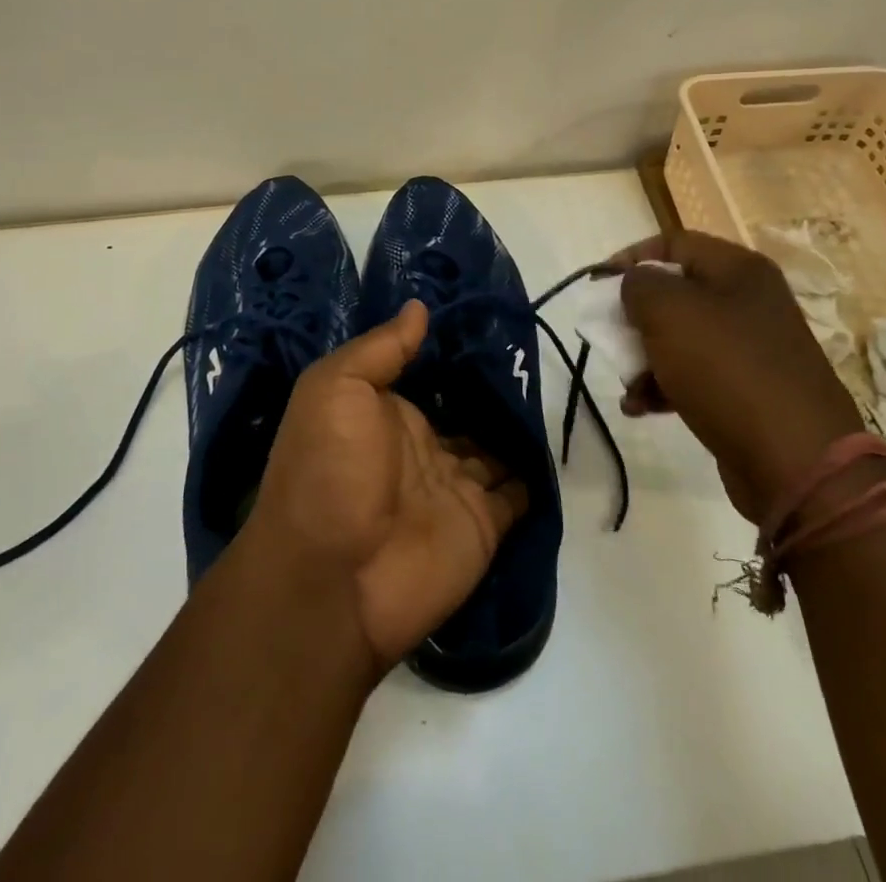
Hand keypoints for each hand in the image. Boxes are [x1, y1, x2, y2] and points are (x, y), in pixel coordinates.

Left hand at [239, 300, 529, 671]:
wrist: (332, 578)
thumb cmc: (328, 468)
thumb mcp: (336, 387)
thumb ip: (381, 348)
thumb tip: (420, 306)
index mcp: (386, 414)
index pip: (428, 376)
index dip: (455, 351)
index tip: (492, 317)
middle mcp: (422, 447)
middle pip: (467, 410)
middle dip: (495, 387)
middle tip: (537, 350)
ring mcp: (455, 487)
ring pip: (497, 447)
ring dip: (519, 426)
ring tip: (555, 385)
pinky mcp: (485, 524)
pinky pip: (519, 493)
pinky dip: (537, 473)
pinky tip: (556, 441)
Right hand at [613, 231, 862, 521]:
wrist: (795, 460)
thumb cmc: (725, 368)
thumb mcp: (668, 312)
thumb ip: (638, 284)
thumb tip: (634, 285)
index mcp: (738, 270)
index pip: (673, 243)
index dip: (630, 257)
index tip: (597, 285)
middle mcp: (749, 301)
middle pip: (675, 292)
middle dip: (634, 315)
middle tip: (609, 336)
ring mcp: (751, 348)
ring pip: (680, 337)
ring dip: (644, 357)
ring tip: (628, 384)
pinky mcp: (748, 390)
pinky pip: (694, 375)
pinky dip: (664, 386)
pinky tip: (641, 407)